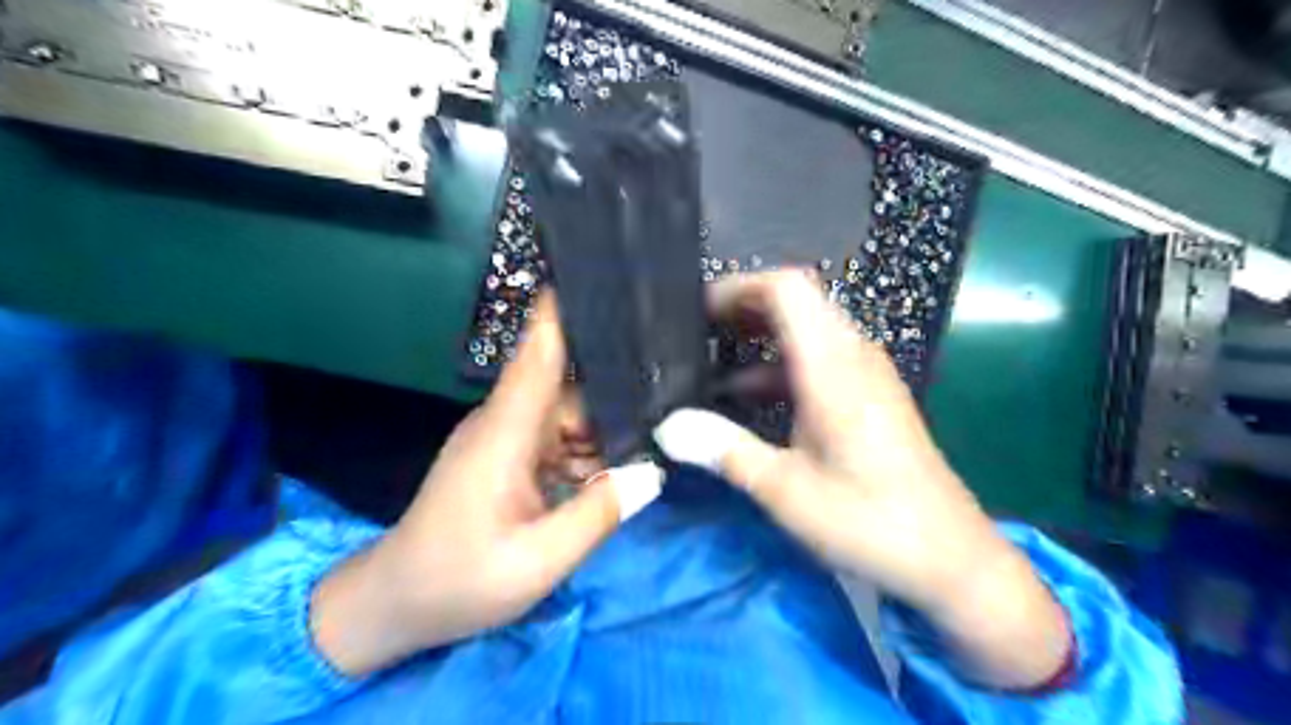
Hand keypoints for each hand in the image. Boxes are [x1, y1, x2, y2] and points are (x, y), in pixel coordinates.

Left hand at [305, 291, 658, 674]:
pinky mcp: (509, 457)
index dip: (565, 309)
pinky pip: (560, 440)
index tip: (602, 274)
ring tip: (659, 435)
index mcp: (505, 431)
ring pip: (571, 415)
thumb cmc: (458, 580)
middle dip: (619, 387)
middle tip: (674, 390)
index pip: (538, 352)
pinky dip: (590, 451)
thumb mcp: (538, 560)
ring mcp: (507, 438)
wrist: (396, 603)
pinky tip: (620, 468)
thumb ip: (599, 513)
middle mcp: (506, 421)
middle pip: (571, 386)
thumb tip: (653, 471)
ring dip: (608, 428)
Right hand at [658, 270, 1069, 684]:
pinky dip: (779, 368)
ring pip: (807, 332)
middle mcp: (853, 356)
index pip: (787, 288)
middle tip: (694, 333)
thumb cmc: (868, 520)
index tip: (696, 310)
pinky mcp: (870, 398)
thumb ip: (724, 449)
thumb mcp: (784, 489)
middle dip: (742, 309)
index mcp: (832, 366)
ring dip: (759, 340)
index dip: (739, 286)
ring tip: (710, 363)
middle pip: (797, 302)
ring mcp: (866, 375)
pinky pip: (819, 361)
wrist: (950, 559)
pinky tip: (747, 401)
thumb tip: (666, 427)